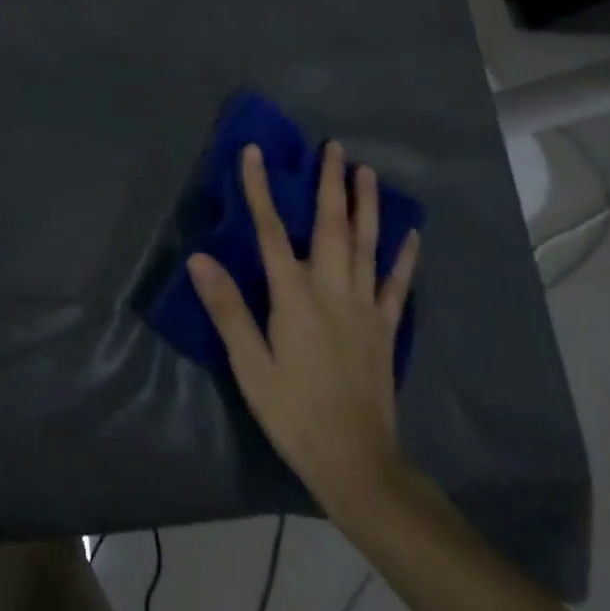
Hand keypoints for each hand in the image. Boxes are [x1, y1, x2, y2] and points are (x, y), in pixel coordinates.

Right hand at [188, 143, 418, 530]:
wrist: (357, 463)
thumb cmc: (293, 412)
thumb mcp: (250, 365)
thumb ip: (227, 308)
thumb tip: (200, 258)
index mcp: (294, 296)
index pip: (271, 231)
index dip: (261, 189)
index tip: (255, 152)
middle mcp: (332, 290)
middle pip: (330, 226)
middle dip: (330, 183)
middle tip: (334, 147)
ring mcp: (364, 308)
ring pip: (366, 245)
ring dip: (366, 205)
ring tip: (366, 172)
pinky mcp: (385, 328)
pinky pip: (396, 284)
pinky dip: (404, 256)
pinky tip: (410, 234)